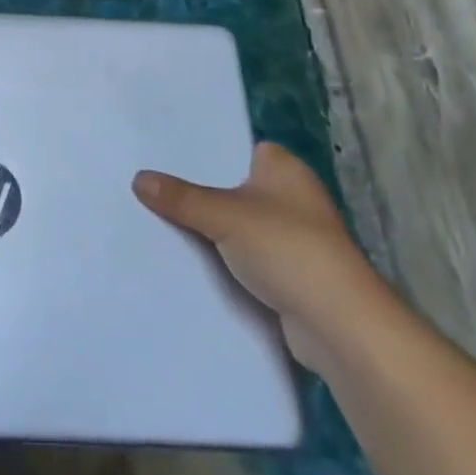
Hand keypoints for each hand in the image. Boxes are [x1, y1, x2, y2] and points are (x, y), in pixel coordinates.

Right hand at [134, 143, 385, 375]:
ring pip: (243, 228)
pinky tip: (195, 266)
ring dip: (217, 234)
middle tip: (159, 192)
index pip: (243, 149)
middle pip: (238, 189)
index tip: (172, 160)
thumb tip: (138, 178)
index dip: (211, 154)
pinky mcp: (294, 277)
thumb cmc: (286, 248)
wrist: (338, 324)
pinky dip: (230, 265)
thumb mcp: (224, 215)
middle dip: (206, 196)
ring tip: (165, 226)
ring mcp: (297, 240)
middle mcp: (295, 198)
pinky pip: (250, 261)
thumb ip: (181, 198)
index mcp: (286, 168)